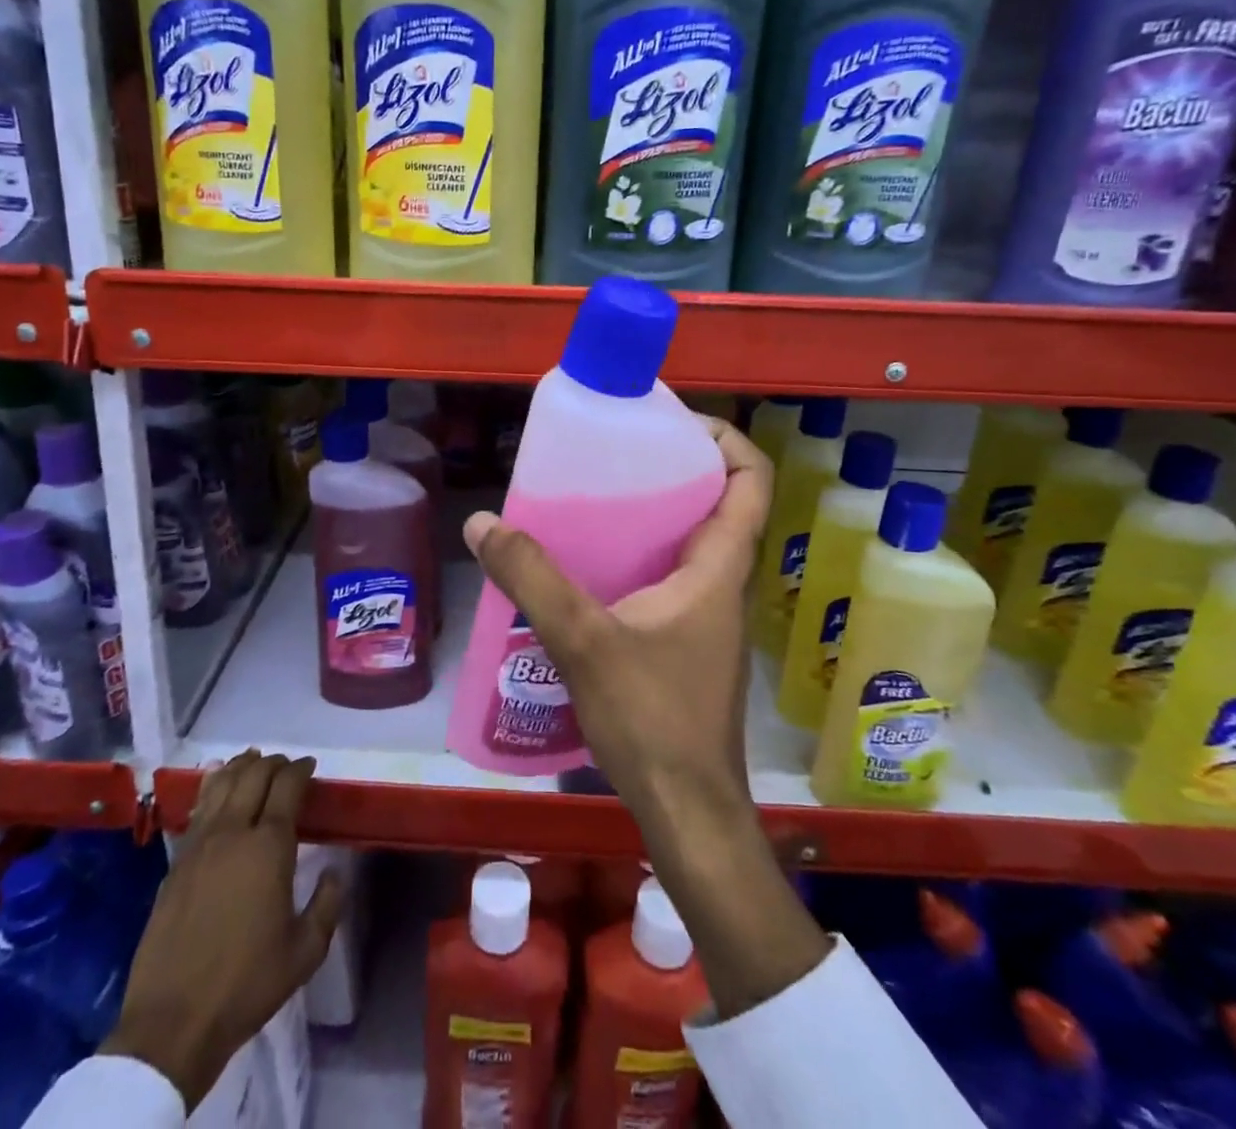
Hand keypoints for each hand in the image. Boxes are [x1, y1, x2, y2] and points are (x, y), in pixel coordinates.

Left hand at [102, 752, 343, 1107]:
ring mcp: (199, 846)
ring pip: (221, 784)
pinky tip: (216, 785)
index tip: (310, 767)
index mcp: (269, 847)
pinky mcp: (175, 863)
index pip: (287, 786)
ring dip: (241, 766)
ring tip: (253, 760)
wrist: (173, 1022)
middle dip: (274, 762)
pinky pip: (198, 809)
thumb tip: (334, 872)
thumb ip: (327, 904)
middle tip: (287, 766)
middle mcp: (233, 833)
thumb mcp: (305, 951)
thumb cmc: (247, 984)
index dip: (301, 769)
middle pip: (253, 775)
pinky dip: (212, 787)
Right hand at [462, 415, 771, 821]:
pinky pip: (669, 579)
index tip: (674, 423)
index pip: (752, 482)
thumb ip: (532, 579)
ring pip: (691, 545)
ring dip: (653, 516)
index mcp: (719, 569)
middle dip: (674, 470)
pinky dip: (638, 559)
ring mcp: (708, 618)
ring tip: (595, 502)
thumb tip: (483, 523)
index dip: (725, 440)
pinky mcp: (687, 644)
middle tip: (616, 455)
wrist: (687, 812)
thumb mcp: (584, 641)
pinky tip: (589, 571)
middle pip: (718, 504)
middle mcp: (723, 585)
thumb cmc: (653, 719)